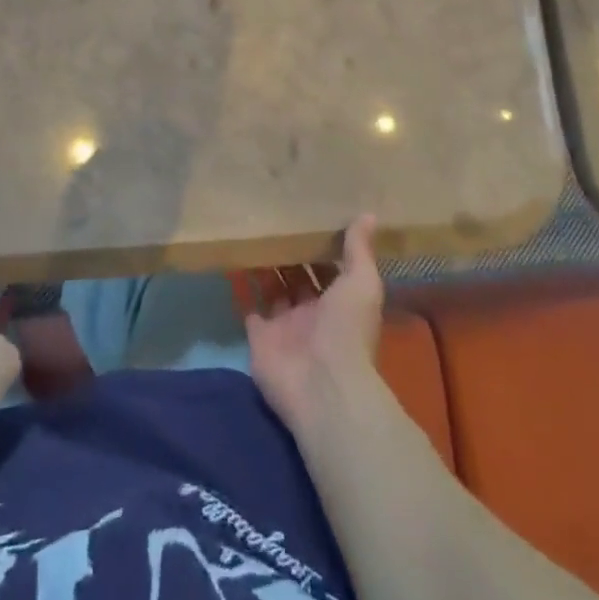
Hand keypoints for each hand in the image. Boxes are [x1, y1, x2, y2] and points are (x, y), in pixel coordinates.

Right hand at [243, 215, 382, 430]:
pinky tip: (230, 258)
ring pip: (271, 288)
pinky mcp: (258, 336)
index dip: (318, 245)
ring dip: (262, 265)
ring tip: (249, 230)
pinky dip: (240, 286)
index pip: (326, 268)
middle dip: (287, 252)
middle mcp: (311, 311)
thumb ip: (359, 250)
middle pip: (296, 276)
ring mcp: (283, 324)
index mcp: (338, 300)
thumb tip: (368, 214)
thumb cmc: (347, 329)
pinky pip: (246, 306)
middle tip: (271, 216)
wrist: (321, 385)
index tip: (305, 214)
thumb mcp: (362, 283)